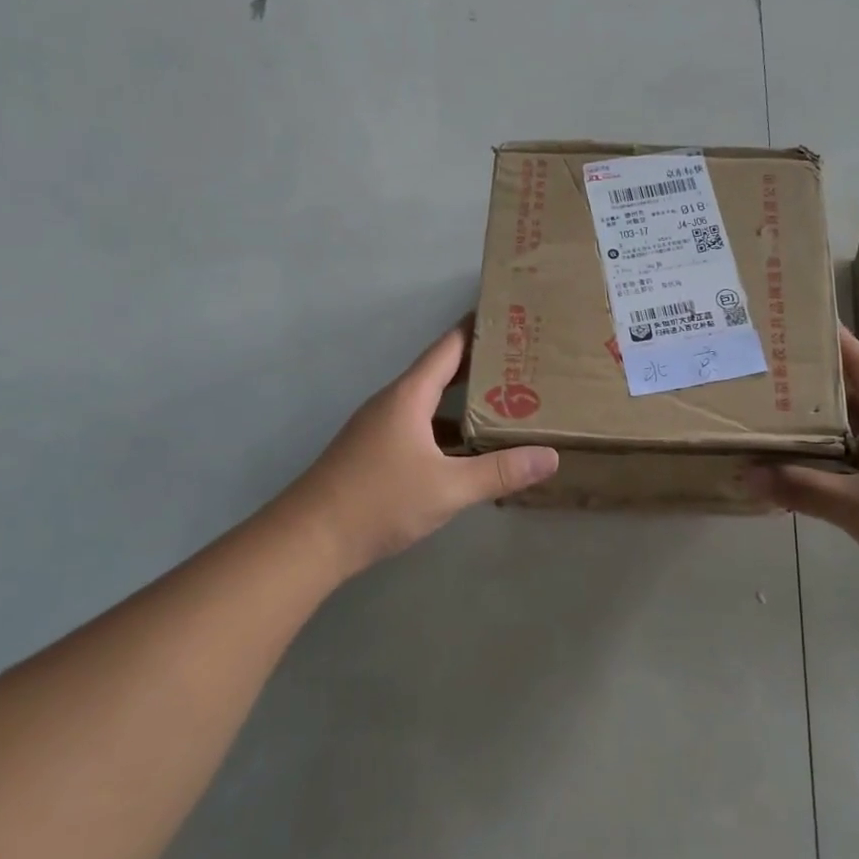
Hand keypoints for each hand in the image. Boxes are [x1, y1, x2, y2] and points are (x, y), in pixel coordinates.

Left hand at [285, 320, 558, 573]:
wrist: (309, 540)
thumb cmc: (379, 501)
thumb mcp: (448, 488)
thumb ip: (500, 471)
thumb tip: (550, 456)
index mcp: (410, 396)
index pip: (449, 347)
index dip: (478, 329)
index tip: (512, 318)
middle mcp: (395, 403)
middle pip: (442, 373)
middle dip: (481, 367)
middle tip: (525, 362)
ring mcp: (382, 429)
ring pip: (432, 406)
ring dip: (466, 403)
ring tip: (510, 404)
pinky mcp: (376, 454)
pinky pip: (421, 429)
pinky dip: (449, 433)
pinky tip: (472, 453)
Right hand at [748, 328, 858, 611]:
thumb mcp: (856, 505)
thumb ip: (802, 489)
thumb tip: (748, 475)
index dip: (845, 345)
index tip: (816, 324)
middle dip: (825, 388)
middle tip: (782, 378)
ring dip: (832, 430)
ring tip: (790, 424)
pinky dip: (843, 466)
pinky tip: (820, 479)